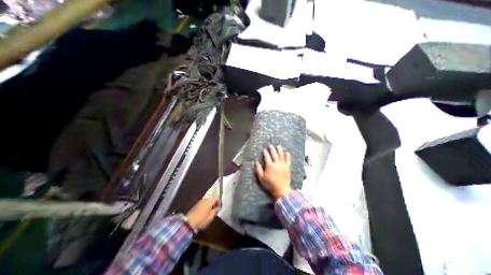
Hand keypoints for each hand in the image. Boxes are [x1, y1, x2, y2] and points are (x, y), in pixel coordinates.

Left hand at [187, 198, 218, 230]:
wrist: (189, 222)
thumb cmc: (201, 220)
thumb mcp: (210, 217)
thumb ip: (215, 211)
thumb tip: (217, 208)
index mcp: (210, 201)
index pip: (217, 197)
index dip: (219, 201)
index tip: (219, 207)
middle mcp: (205, 199)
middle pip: (212, 197)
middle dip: (214, 202)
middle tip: (215, 209)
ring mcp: (200, 201)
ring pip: (208, 200)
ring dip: (210, 204)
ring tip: (210, 211)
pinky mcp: (197, 204)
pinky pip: (204, 202)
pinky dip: (206, 205)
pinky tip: (205, 211)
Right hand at [258, 144, 289, 199]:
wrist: (281, 189)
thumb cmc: (270, 184)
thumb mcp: (261, 178)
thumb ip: (258, 169)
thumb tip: (256, 162)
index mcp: (270, 166)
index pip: (267, 157)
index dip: (265, 152)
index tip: (264, 150)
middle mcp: (276, 164)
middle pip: (274, 154)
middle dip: (272, 149)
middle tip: (271, 145)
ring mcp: (283, 165)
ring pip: (281, 155)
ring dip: (279, 150)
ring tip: (278, 146)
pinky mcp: (287, 168)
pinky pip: (288, 160)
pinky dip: (287, 156)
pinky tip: (287, 152)